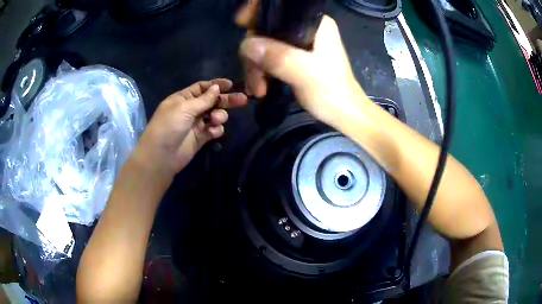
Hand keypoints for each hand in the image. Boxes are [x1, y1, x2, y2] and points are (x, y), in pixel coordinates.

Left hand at [131, 79, 247, 179]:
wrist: (161, 156)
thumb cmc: (169, 126)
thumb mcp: (184, 108)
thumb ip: (203, 99)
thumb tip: (216, 87)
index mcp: (183, 98)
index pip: (201, 87)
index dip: (216, 85)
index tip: (231, 85)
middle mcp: (190, 109)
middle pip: (211, 101)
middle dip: (226, 100)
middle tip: (242, 99)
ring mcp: (196, 124)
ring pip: (215, 115)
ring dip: (219, 116)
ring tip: (216, 120)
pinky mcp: (200, 138)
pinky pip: (213, 129)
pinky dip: (216, 129)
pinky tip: (214, 131)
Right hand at [237, 5, 368, 128]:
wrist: (342, 112)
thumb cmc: (332, 92)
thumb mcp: (305, 73)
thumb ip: (278, 57)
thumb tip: (246, 45)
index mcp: (313, 23)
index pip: (279, 9)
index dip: (257, 12)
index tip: (242, 24)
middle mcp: (303, 28)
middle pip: (265, 29)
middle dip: (254, 53)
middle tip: (256, 80)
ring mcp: (297, 42)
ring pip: (263, 44)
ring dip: (255, 67)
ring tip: (259, 89)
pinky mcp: (292, 56)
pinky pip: (267, 56)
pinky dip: (260, 71)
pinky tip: (261, 87)